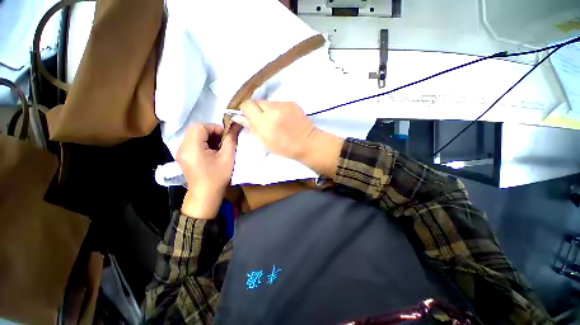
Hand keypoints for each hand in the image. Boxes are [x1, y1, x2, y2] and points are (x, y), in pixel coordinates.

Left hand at [176, 123, 239, 218]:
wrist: (205, 195)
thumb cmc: (218, 177)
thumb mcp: (227, 157)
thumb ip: (231, 139)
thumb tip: (235, 126)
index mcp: (192, 148)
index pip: (200, 126)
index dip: (215, 128)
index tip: (226, 137)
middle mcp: (182, 148)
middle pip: (195, 129)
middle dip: (212, 132)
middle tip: (223, 142)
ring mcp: (181, 153)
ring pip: (194, 136)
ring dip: (208, 138)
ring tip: (218, 148)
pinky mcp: (183, 157)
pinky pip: (193, 143)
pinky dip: (203, 144)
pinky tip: (211, 153)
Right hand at [237, 101, 315, 159]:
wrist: (307, 143)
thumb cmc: (284, 147)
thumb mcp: (264, 142)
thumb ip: (251, 127)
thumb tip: (239, 117)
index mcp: (265, 122)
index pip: (247, 105)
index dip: (246, 111)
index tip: (250, 117)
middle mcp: (273, 110)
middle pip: (257, 102)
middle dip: (257, 110)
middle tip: (264, 121)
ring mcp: (284, 104)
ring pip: (268, 102)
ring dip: (268, 110)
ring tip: (276, 120)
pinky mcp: (292, 102)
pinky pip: (279, 103)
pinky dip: (278, 109)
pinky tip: (284, 118)